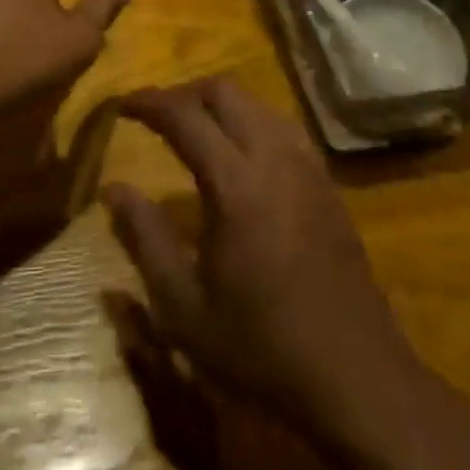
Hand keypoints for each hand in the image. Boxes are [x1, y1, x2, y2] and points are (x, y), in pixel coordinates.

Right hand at [101, 76, 427, 437]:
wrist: (356, 377)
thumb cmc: (261, 347)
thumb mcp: (184, 308)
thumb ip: (145, 239)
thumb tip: (113, 188)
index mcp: (235, 183)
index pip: (184, 115)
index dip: (149, 102)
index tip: (121, 104)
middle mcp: (273, 157)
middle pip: (225, 92)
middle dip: (184, 92)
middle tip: (155, 115)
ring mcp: (307, 166)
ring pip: (257, 102)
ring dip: (220, 102)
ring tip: (193, 128)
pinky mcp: (327, 181)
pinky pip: (282, 125)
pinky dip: (251, 119)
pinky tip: (241, 152)